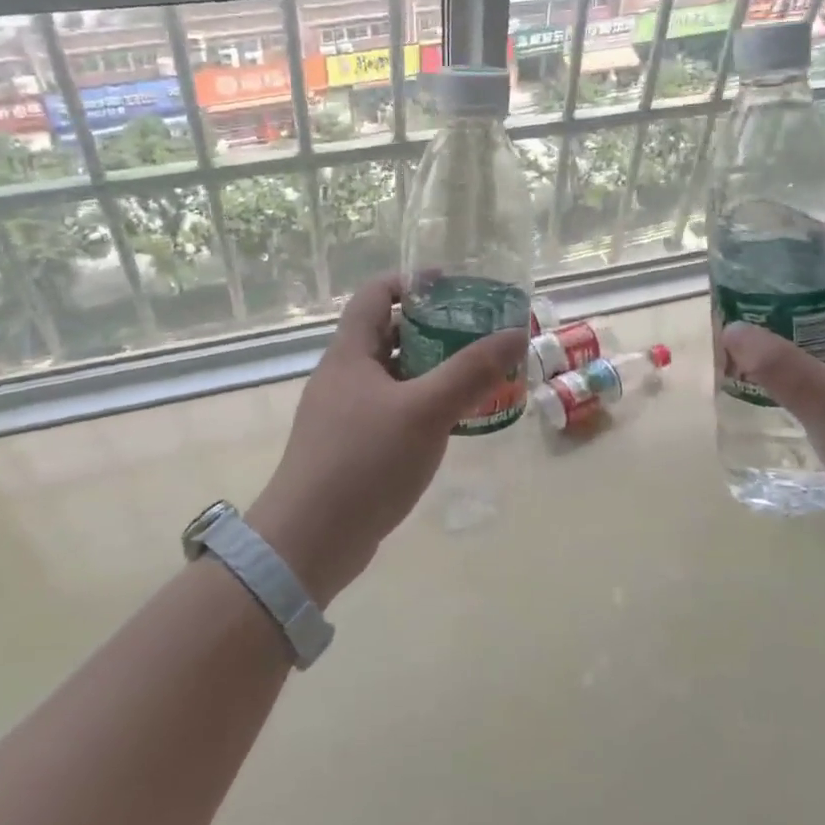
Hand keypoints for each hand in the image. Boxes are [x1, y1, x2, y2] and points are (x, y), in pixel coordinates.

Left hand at [249, 273, 523, 605]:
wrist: (310, 542)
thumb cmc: (364, 462)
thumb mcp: (425, 410)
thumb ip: (472, 371)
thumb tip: (514, 333)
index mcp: (350, 353)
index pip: (376, 294)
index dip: (413, 281)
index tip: (455, 286)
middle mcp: (344, 376)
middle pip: (389, 333)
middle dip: (434, 327)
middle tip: (479, 332)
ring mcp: (345, 413)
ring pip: (394, 374)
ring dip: (432, 368)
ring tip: (477, 373)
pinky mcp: (353, 446)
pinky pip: (393, 408)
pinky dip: (423, 403)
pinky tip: (453, 420)